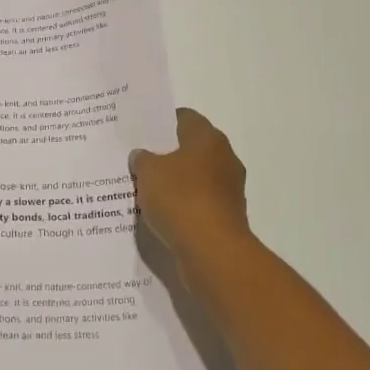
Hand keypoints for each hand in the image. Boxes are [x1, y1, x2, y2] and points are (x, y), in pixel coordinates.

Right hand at [130, 109, 253, 274]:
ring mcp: (229, 189)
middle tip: (140, 160)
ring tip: (146, 189)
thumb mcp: (148, 172)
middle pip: (191, 148)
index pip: (184, 117)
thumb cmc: (180, 199)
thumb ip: (142, 159)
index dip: (162, 123)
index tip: (142, 133)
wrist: (212, 251)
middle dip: (167, 154)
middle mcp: (224, 158)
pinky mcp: (227, 216)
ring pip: (196, 177)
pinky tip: (162, 214)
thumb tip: (142, 155)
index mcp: (207, 138)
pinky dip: (183, 205)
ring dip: (176, 182)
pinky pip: (199, 203)